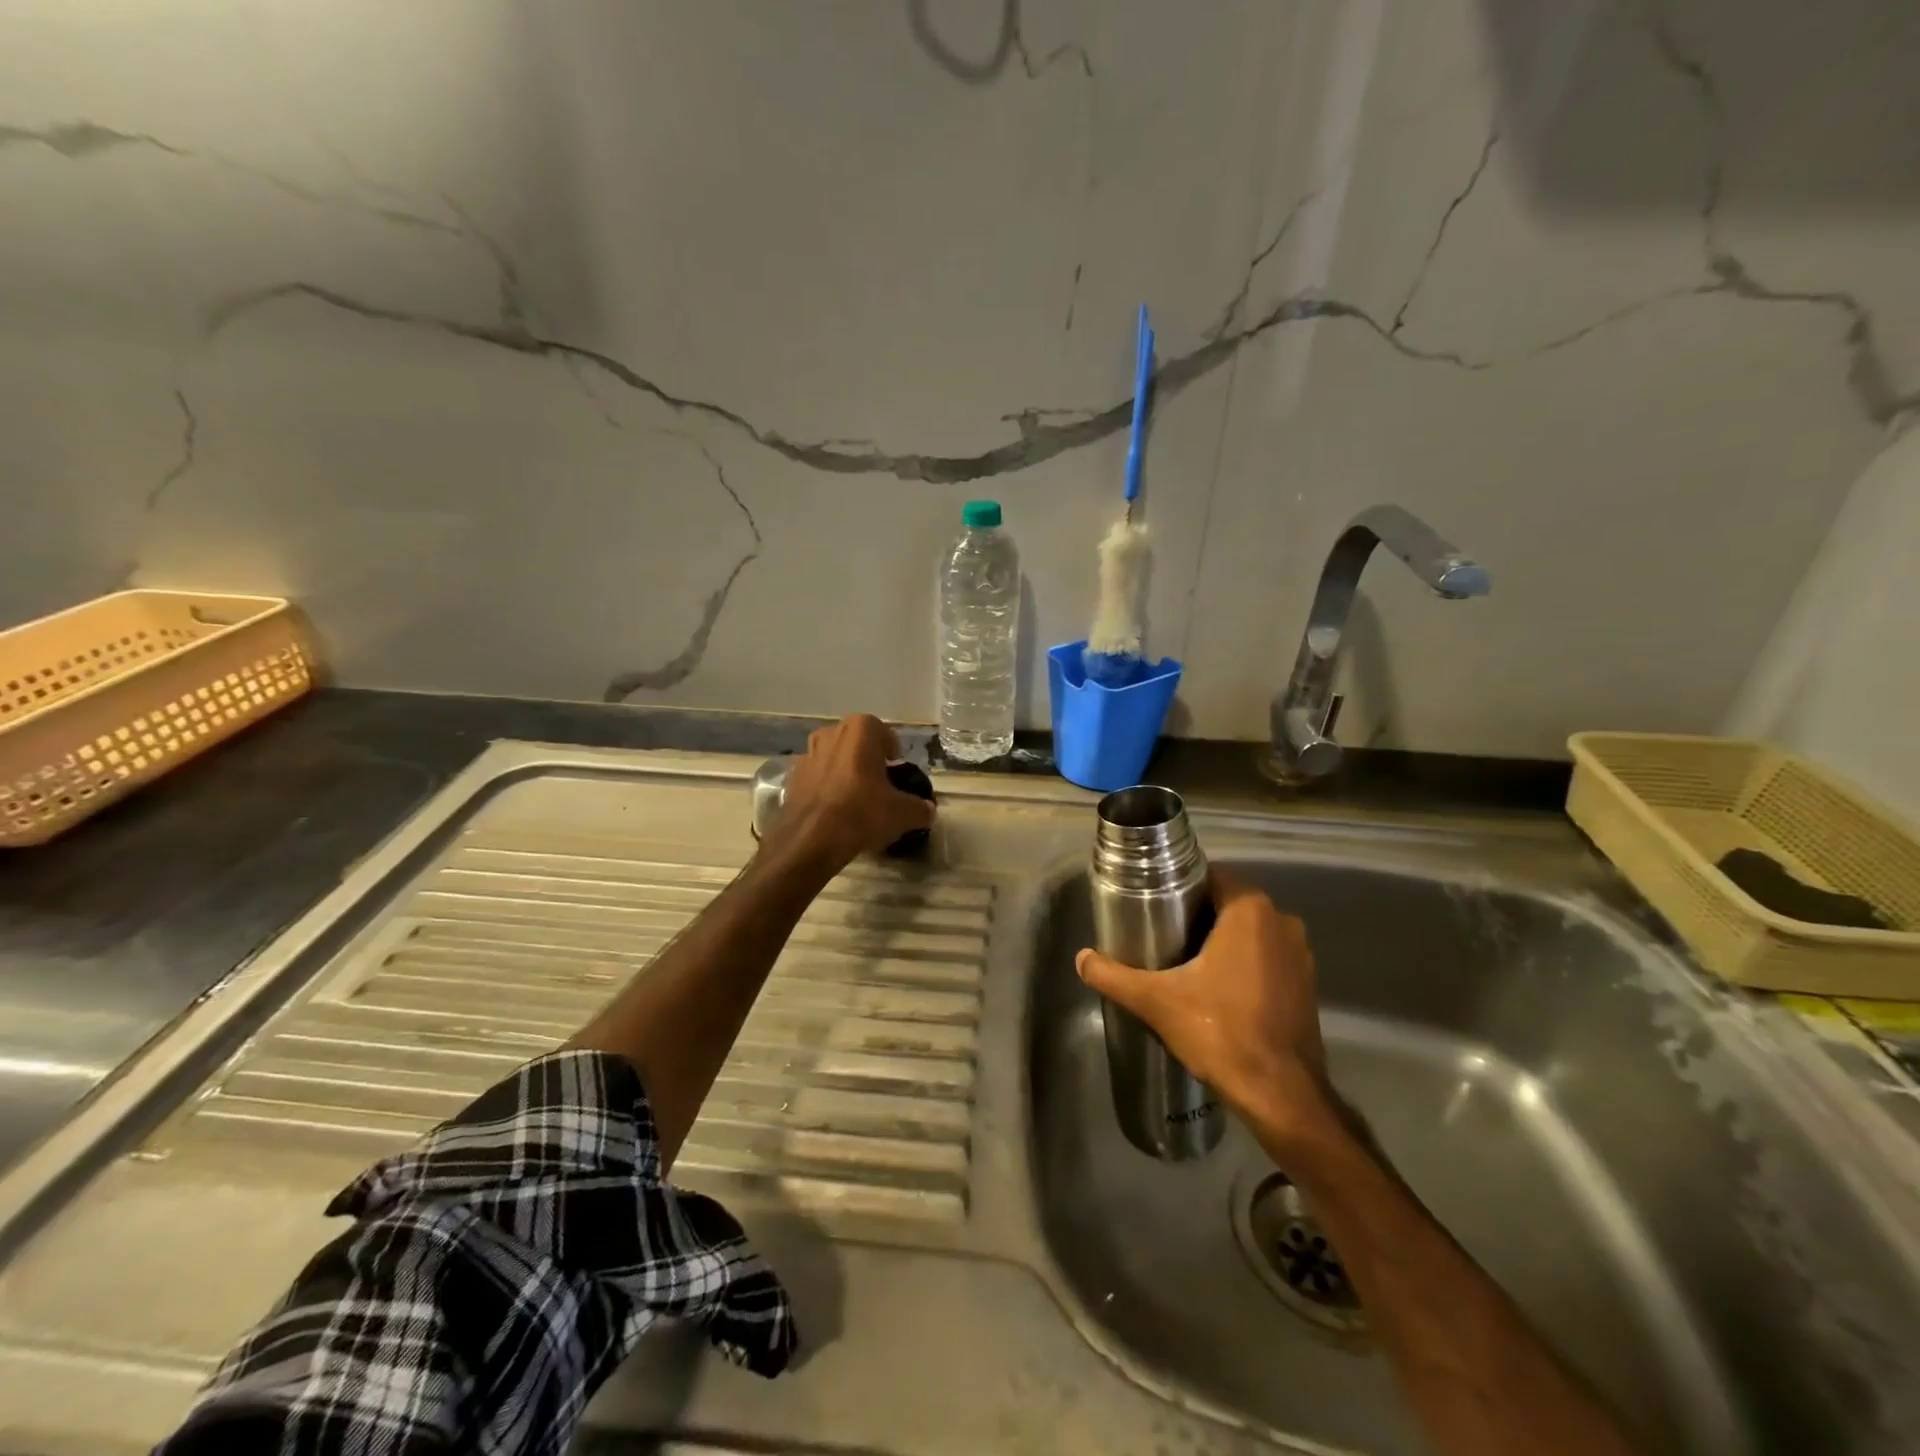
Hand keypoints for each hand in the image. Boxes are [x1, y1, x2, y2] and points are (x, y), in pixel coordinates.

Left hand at [779, 714, 935, 864]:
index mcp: (860, 729)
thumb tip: (928, 810)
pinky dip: (826, 787)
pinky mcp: (792, 776)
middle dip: (868, 759)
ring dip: (845, 771)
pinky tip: (834, 810)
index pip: (884, 734)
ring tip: (856, 798)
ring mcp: (807, 753)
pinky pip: (816, 776)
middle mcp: (831, 733)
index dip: (893, 753)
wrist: (812, 839)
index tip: (897, 773)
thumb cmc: (862, 812)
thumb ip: (920, 808)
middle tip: (879, 785)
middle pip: (857, 743)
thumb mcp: (903, 813)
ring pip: (834, 757)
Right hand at [1076, 867, 1336, 1143]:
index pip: (1211, 876)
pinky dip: (1245, 963)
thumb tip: (1081, 958)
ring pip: (1251, 932)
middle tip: (1162, 933)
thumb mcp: (1156, 1001)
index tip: (1156, 903)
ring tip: (1185, 960)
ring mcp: (1301, 954)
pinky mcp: (1307, 984)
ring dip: (1223, 940)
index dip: (1181, 886)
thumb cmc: (1220, 1031)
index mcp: (1250, 911)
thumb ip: (1114, 975)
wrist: (1280, 1094)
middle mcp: (1282, 921)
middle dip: (1198, 914)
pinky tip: (1218, 987)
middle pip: (1230, 903)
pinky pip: (1267, 957)